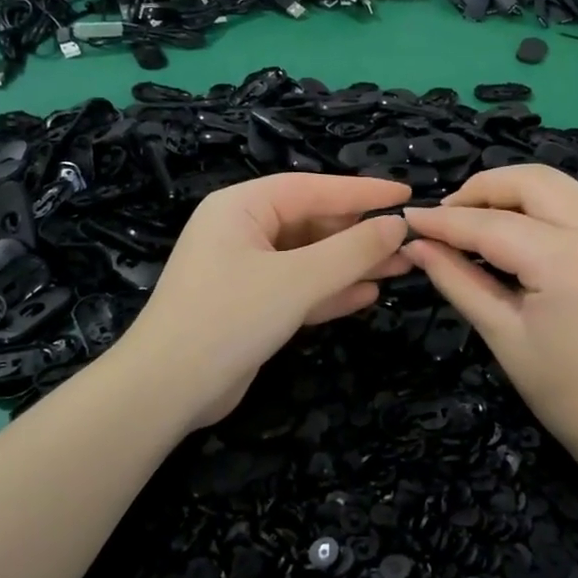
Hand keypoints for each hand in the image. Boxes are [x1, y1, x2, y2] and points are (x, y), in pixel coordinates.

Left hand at [114, 173, 411, 428]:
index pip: (312, 187)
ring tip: (401, 267)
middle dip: (360, 234)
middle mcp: (242, 231)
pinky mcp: (251, 307)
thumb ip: (351, 251)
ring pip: (309, 259)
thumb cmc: (230, 318)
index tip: (406, 193)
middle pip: (311, 223)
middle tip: (409, 241)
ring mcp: (245, 271)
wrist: (168, 390)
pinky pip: (298, 289)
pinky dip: (330, 292)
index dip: (362, 191)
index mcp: (241, 207)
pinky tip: (368, 295)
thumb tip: (396, 225)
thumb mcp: (297, 280)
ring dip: (351, 264)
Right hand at [403, 165, 577, 469]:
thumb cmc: (561, 392)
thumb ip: (457, 280)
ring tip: (479, 220)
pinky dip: (544, 210)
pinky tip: (522, 234)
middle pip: (532, 181)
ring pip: (560, 186)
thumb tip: (416, 245)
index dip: (445, 220)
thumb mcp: (501, 334)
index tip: (410, 217)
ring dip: (514, 193)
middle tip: (447, 216)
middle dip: (483, 189)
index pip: (492, 224)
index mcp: (566, 261)